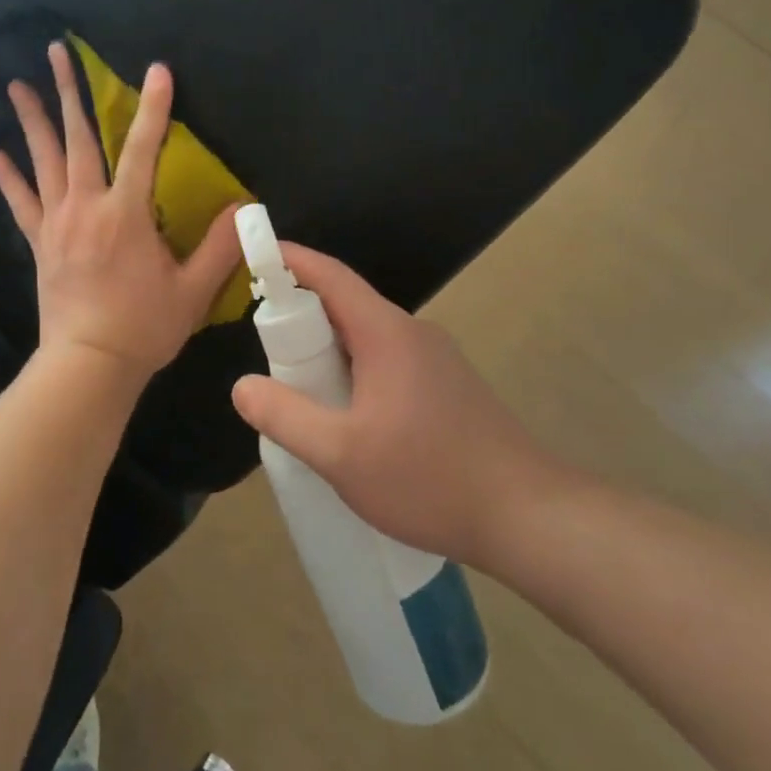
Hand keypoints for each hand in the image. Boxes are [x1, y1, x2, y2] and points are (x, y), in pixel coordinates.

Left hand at [0, 43, 242, 382]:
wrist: (89, 365)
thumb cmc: (144, 328)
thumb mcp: (193, 290)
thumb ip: (221, 246)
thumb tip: (245, 207)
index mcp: (126, 214)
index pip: (142, 149)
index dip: (152, 108)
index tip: (156, 70)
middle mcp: (86, 208)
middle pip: (77, 139)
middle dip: (69, 91)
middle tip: (56, 51)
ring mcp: (57, 224)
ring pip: (43, 161)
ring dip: (32, 120)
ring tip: (16, 84)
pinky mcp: (40, 243)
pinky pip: (21, 203)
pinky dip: (8, 177)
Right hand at [230, 244, 572, 571]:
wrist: (529, 517)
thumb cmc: (429, 478)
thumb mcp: (341, 454)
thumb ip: (285, 417)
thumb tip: (242, 386)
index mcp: (387, 334)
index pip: (331, 277)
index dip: (291, 260)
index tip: (257, 252)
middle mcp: (413, 334)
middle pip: (346, 306)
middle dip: (301, 316)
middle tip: (265, 348)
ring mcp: (436, 361)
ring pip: (366, 339)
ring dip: (327, 352)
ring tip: (298, 391)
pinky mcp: (447, 388)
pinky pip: (386, 363)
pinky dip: (353, 373)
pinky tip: (346, 418)